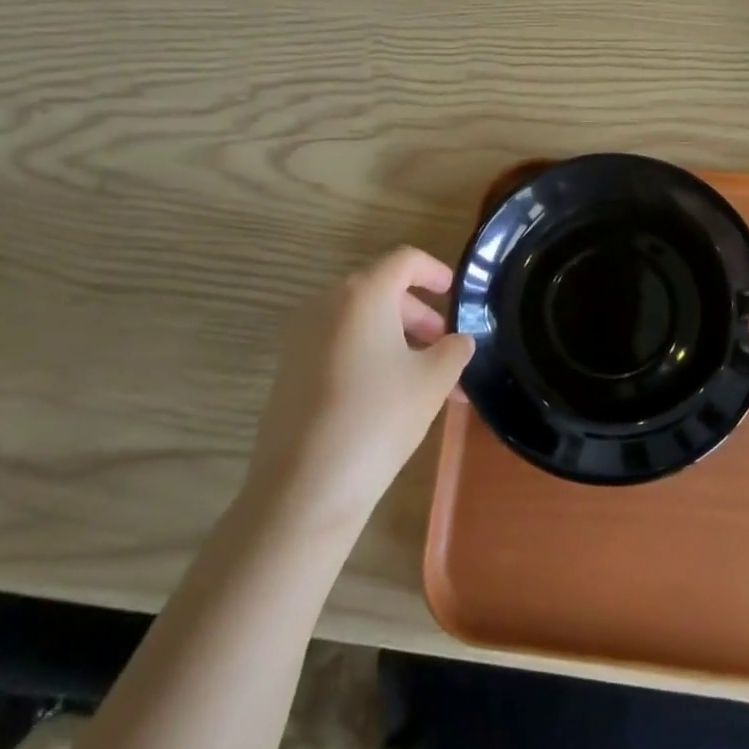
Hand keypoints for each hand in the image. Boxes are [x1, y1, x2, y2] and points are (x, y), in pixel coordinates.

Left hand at [248, 247, 473, 536]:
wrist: (304, 488)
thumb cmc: (378, 418)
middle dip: (419, 313)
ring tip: (423, 378)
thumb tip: (459, 341)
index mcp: (362, 294)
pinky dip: (368, 354)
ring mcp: (301, 337)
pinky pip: (338, 344)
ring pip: (359, 320)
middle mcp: (326, 304)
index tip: (456, 295)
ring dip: (396, 337)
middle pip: (380, 290)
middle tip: (445, 346)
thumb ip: (454, 349)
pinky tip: (387, 395)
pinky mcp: (289, 370)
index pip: (404, 260)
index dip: (435, 271)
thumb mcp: (432, 381)